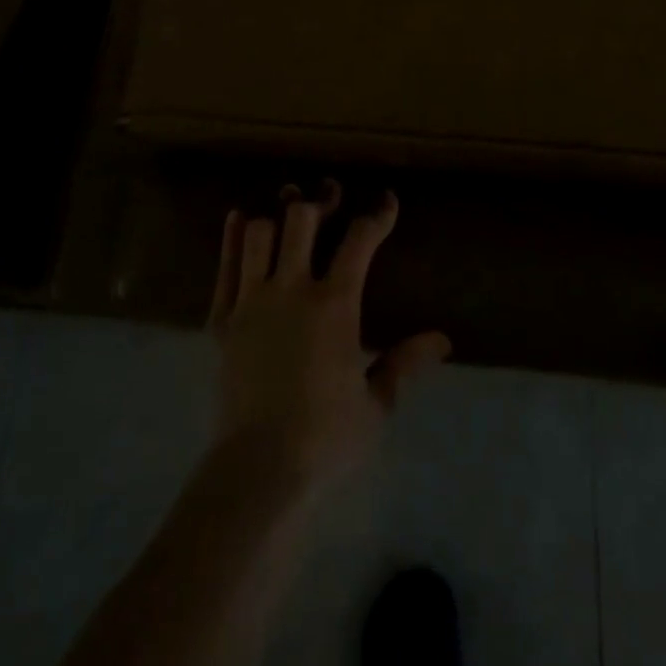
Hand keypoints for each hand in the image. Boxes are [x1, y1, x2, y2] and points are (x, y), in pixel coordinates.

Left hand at [208, 181, 450, 496]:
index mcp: (335, 305)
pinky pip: (225, 265)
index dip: (377, 215)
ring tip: (287, 212)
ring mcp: (251, 300)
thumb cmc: (325, 439)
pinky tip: (239, 217)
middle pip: (301, 219)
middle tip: (330, 196)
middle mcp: (291, 289)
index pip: (359, 241)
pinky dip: (232, 237)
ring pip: (258, 232)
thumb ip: (405, 363)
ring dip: (276, 217)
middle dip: (319, 200)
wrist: (258, 470)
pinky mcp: (222, 318)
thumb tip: (442, 339)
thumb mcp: (376, 405)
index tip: (386, 201)